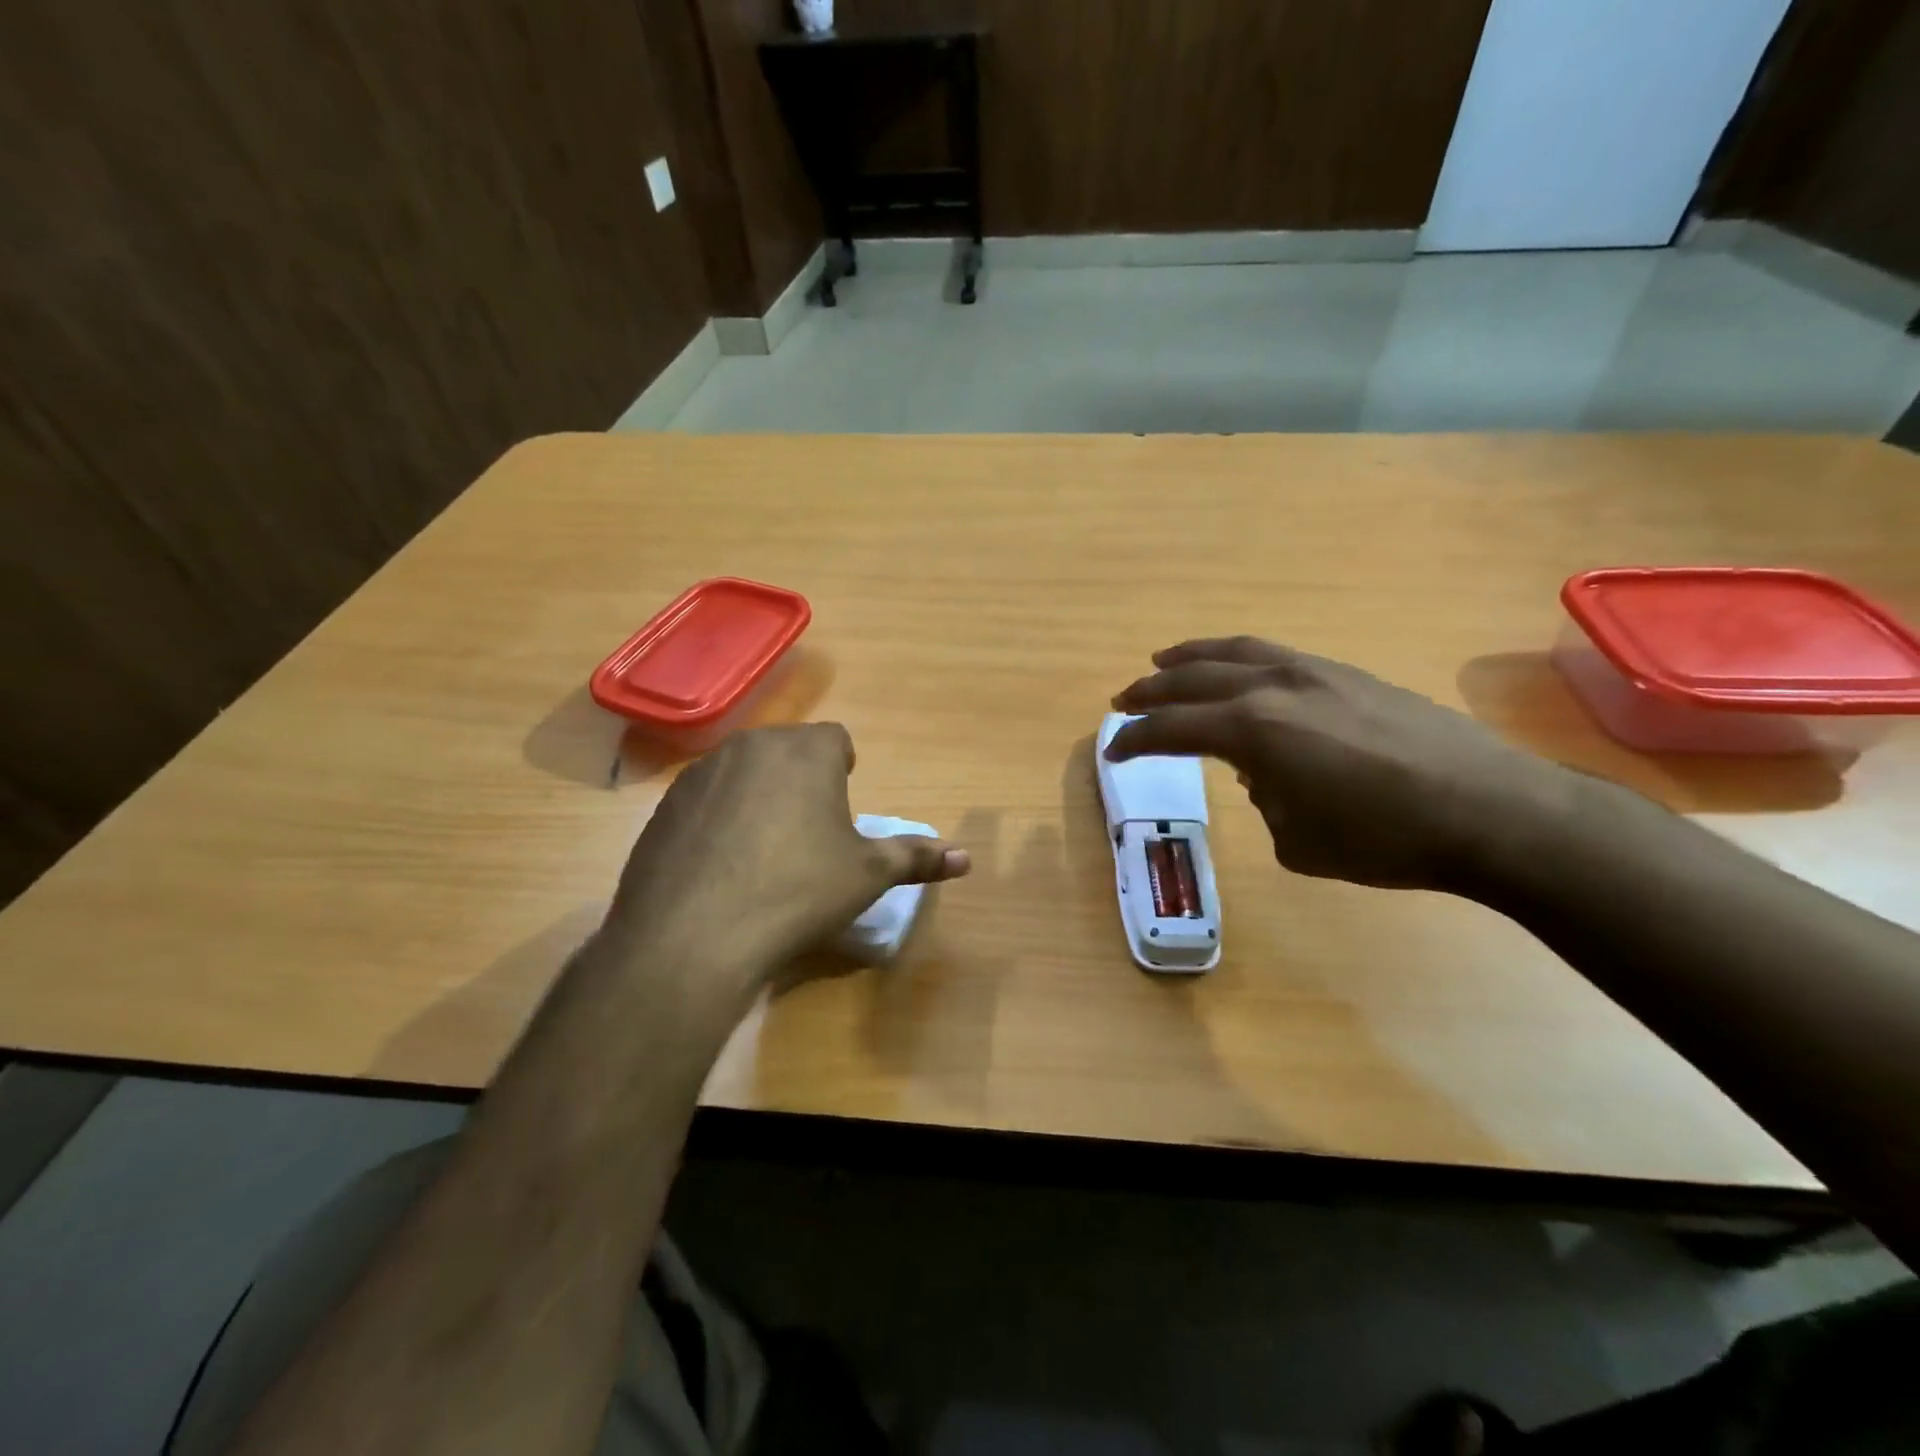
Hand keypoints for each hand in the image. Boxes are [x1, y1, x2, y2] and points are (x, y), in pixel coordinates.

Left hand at [603, 724, 968, 1004]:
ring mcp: (702, 772)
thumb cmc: (798, 892)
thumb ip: (917, 857)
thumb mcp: (867, 876)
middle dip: (803, 780)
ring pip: (744, 771)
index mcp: (807, 752)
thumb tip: (966, 858)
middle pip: (788, 751)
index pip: (836, 740)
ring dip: (759, 795)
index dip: (845, 770)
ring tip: (763, 851)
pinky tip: (721, 866)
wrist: (693, 934)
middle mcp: (753, 746)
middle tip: (809, 833)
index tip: (842, 809)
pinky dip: (719, 818)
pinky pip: (706, 799)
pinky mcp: (665, 805)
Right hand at [1107, 638, 1567, 890]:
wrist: (1490, 810)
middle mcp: (1273, 687)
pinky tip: (1240, 671)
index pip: (1172, 728)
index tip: (1112, 748)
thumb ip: (1264, 799)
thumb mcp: (1298, 840)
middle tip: (1124, 702)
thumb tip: (1263, 774)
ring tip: (1165, 661)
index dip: (1135, 739)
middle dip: (1151, 692)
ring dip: (1192, 658)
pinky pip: (1274, 654)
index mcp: (1251, 729)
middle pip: (1193, 679)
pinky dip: (1240, 658)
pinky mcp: (1348, 673)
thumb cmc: (1383, 839)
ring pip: (1234, 651)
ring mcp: (1314, 672)